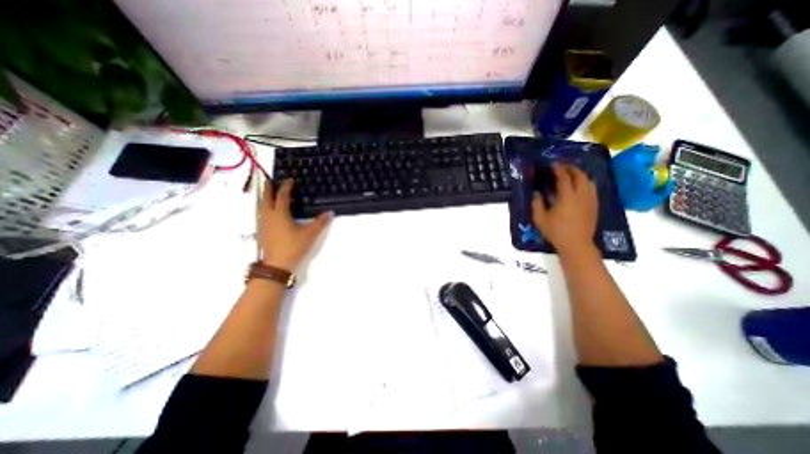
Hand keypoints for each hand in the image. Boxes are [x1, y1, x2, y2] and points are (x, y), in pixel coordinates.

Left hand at [263, 179, 331, 271]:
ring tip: (268, 193)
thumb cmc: (293, 246)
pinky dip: (264, 207)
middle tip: (269, 180)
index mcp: (280, 213)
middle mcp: (269, 216)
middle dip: (268, 188)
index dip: (286, 187)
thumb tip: (330, 212)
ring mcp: (263, 224)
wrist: (276, 265)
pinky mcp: (262, 231)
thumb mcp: (310, 234)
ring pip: (261, 206)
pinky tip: (268, 212)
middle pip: (266, 198)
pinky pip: (261, 214)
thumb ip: (320, 222)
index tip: (290, 180)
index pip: (282, 196)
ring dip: (264, 198)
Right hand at [533, 164, 599, 257]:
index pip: (564, 178)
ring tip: (571, 174)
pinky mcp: (595, 205)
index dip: (558, 169)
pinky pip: (592, 188)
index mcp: (567, 197)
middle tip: (562, 167)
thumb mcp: (540, 219)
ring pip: (588, 181)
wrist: (576, 244)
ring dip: (580, 174)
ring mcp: (590, 200)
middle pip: (580, 176)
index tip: (553, 164)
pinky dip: (586, 182)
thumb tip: (537, 193)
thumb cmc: (556, 232)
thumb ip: (537, 204)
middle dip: (571, 168)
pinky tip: (580, 186)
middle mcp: (581, 195)